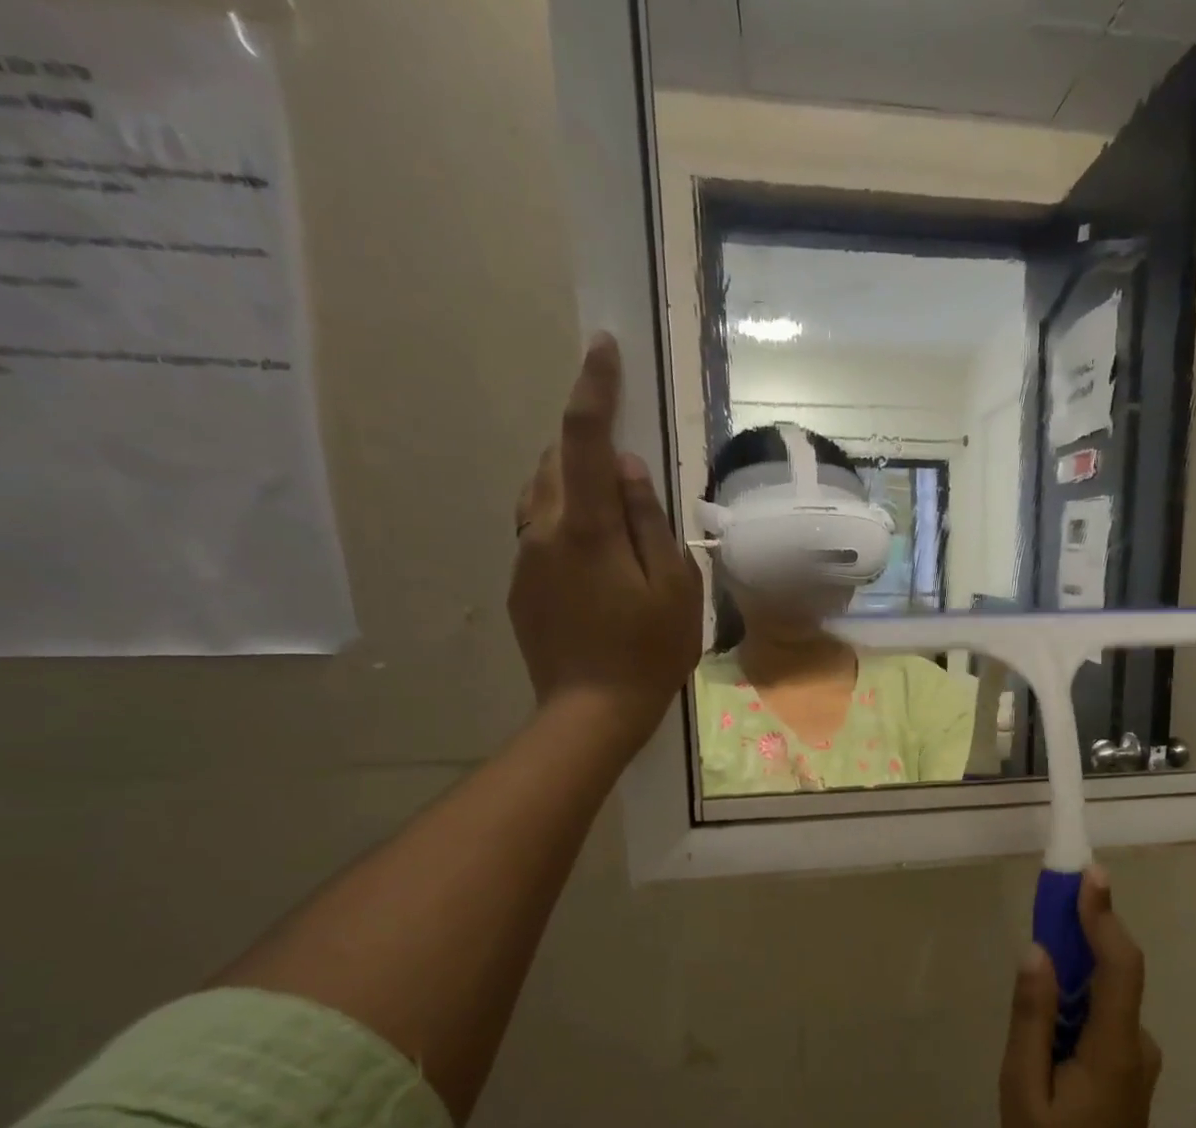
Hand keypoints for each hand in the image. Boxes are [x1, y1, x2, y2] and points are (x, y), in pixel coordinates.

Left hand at [510, 333, 703, 749]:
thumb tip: (626, 468)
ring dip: (573, 481)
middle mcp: (543, 530)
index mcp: (586, 527)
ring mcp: (525, 558)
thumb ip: (649, 521)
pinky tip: (597, 557)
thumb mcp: (674, 587)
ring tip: (612, 507)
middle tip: (625, 460)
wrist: (591, 712)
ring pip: (542, 494)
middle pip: (556, 460)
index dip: (594, 388)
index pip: (584, 438)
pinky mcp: (521, 584)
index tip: (602, 347)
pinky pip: (540, 531)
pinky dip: (566, 521)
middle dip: (584, 441)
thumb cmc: (649, 652)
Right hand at [1000, 866, 1167, 1127]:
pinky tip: (1042, 1035)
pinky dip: (1073, 1007)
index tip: (1089, 874)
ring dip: (1071, 976)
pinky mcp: (1127, 1071)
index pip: (1118, 963)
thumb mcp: (1023, 1092)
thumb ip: (1031, 1019)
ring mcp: (1136, 1058)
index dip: (1104, 915)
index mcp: (1113, 1046)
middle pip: (1113, 972)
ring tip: (1030, 988)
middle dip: (1081, 934)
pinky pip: (1100, 1020)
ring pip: (1104, 997)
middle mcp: (1136, 1042)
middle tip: (1045, 910)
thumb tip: (1037, 954)